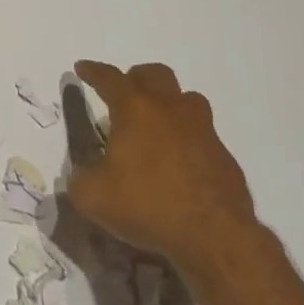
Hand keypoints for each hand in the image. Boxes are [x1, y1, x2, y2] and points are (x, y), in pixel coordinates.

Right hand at [67, 60, 259, 266]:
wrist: (215, 237)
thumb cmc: (148, 205)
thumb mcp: (94, 197)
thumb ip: (79, 179)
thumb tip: (81, 176)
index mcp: (135, 109)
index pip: (109, 78)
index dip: (93, 71)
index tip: (82, 68)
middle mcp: (170, 109)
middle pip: (154, 74)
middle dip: (136, 78)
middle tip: (124, 96)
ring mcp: (202, 129)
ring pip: (186, 99)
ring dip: (169, 103)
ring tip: (157, 125)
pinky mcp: (224, 155)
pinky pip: (203, 135)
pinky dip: (189, 139)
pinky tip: (181, 164)